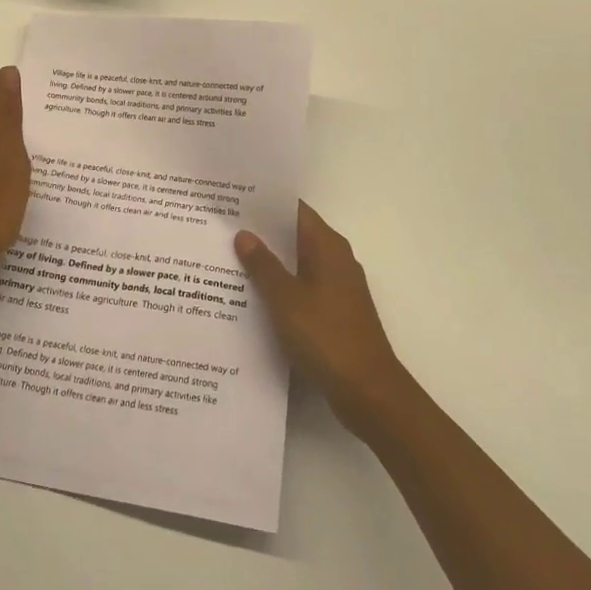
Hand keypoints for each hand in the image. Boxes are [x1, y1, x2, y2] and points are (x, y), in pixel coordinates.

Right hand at [236, 203, 409, 435]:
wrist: (368, 391)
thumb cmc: (326, 336)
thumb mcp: (286, 299)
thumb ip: (263, 265)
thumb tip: (245, 234)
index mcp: (328, 247)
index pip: (295, 210)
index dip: (265, 203)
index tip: (234, 198)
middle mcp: (336, 259)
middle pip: (295, 235)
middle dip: (262, 232)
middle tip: (222, 227)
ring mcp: (338, 287)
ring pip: (297, 263)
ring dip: (270, 262)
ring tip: (228, 258)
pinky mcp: (335, 312)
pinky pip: (302, 287)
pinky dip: (281, 286)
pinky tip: (253, 296)